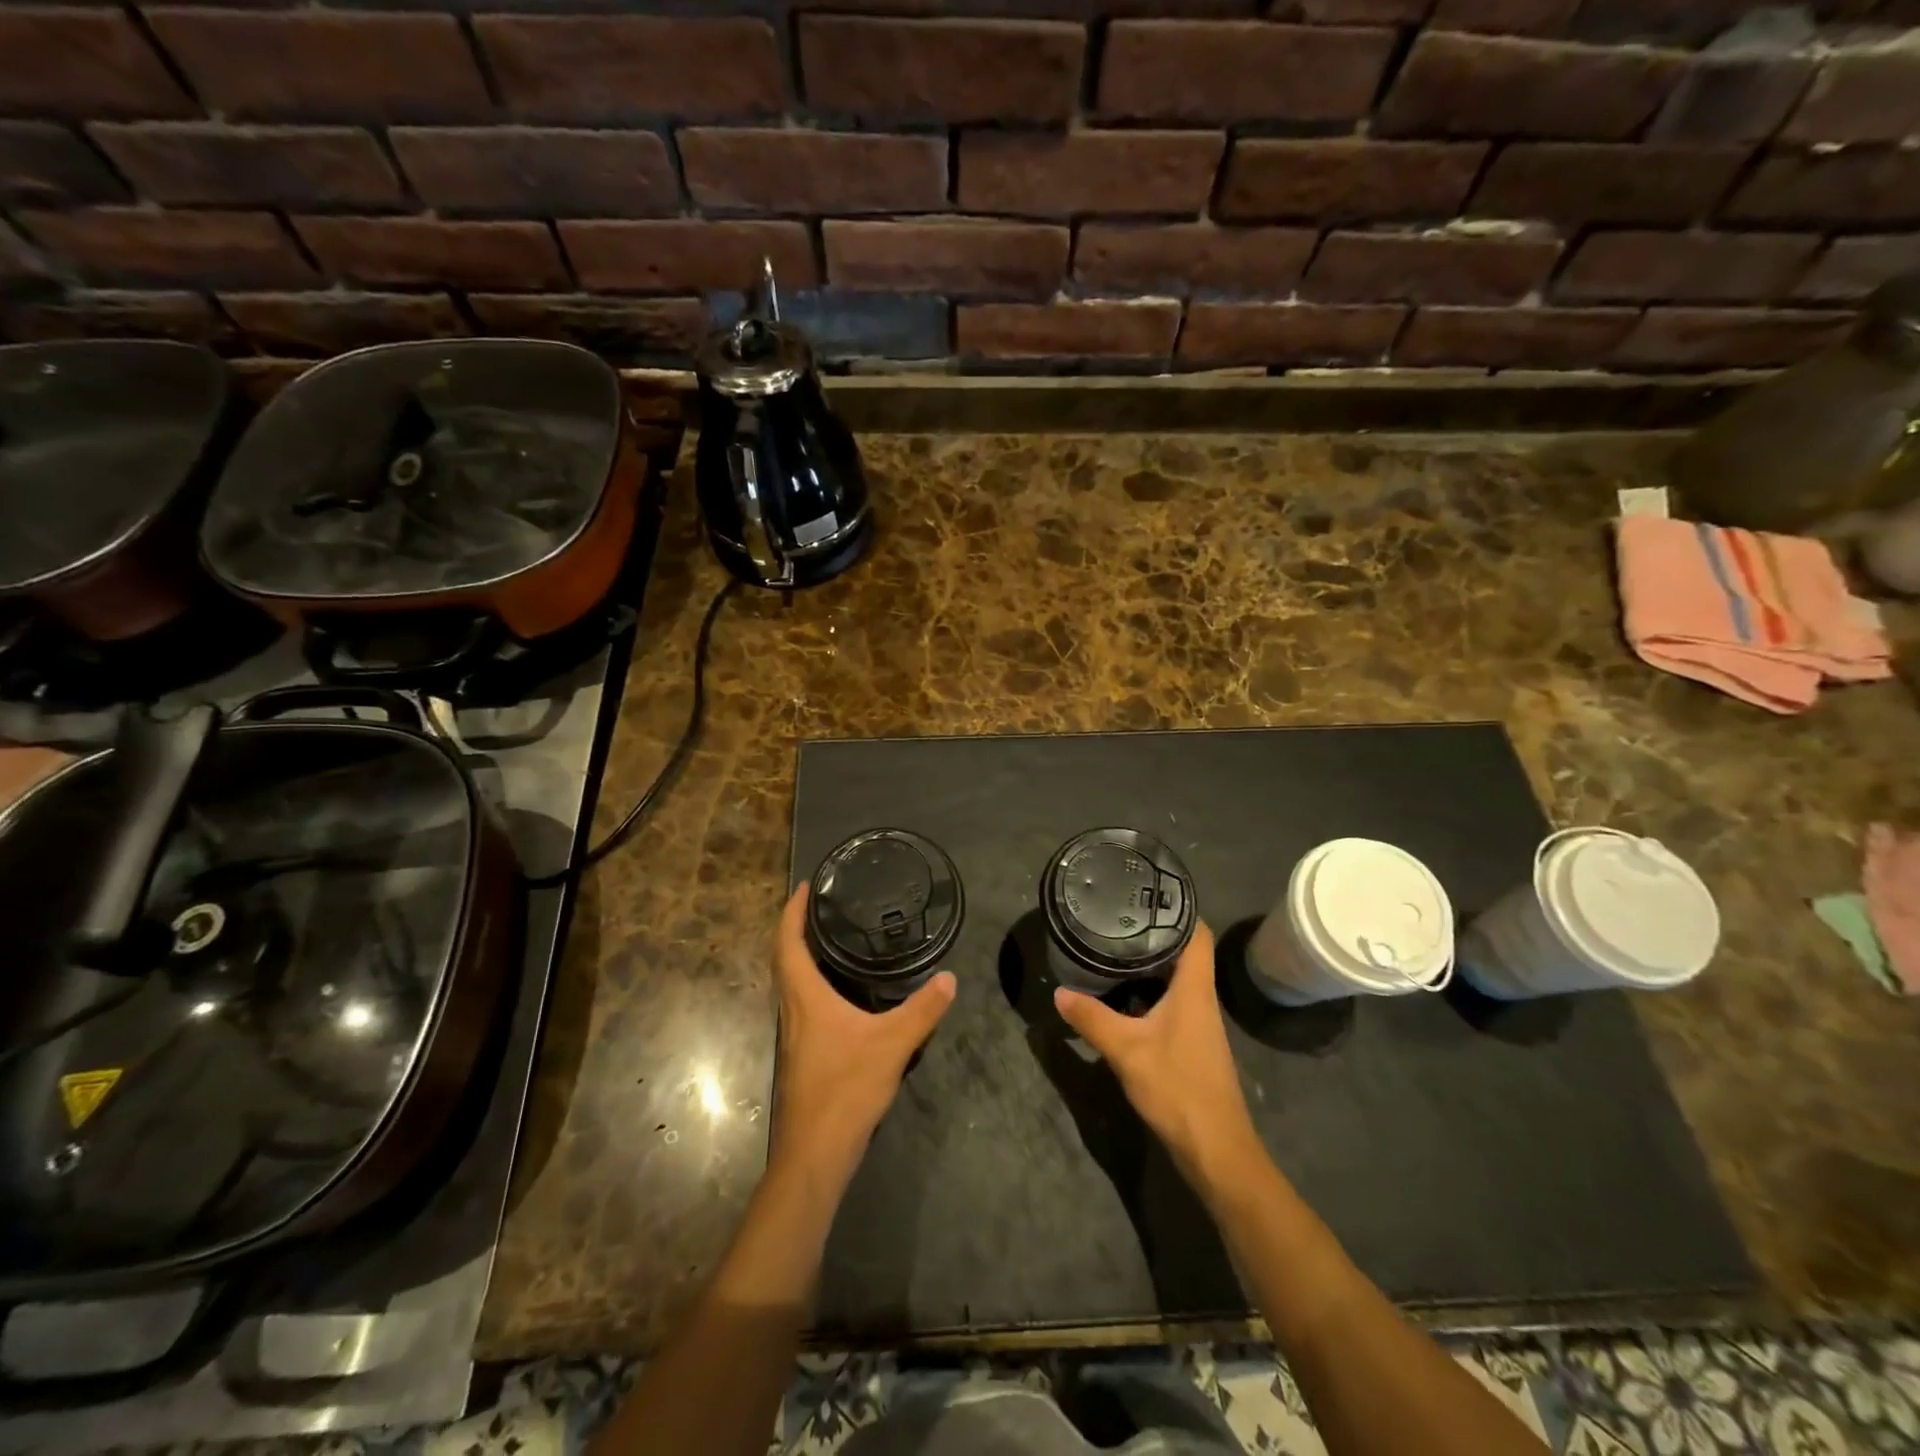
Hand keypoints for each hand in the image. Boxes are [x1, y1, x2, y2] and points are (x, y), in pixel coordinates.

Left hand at [769, 886, 956, 1189]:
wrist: (814, 1153)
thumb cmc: (845, 1089)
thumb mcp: (892, 1044)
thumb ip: (922, 1010)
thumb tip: (949, 977)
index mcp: (805, 998)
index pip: (788, 944)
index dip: (792, 913)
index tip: (804, 887)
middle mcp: (793, 1011)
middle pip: (783, 960)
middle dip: (795, 929)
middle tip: (819, 906)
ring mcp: (794, 1035)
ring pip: (790, 984)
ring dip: (801, 957)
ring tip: (830, 940)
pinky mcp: (803, 1055)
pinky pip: (802, 1004)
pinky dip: (813, 984)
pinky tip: (840, 993)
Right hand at [1053, 922, 1259, 1185]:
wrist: (1216, 1150)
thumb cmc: (1178, 1088)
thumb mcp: (1126, 1050)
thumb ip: (1092, 1019)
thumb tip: (1060, 992)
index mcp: (1195, 989)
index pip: (1198, 934)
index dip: (1180, 909)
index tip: (1148, 895)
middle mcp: (1201, 999)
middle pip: (1185, 953)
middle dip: (1155, 934)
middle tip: (1117, 918)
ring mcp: (1199, 1024)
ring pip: (1177, 980)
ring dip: (1151, 965)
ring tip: (1114, 949)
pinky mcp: (1192, 1045)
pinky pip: (1172, 1003)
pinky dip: (1150, 992)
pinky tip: (1123, 997)